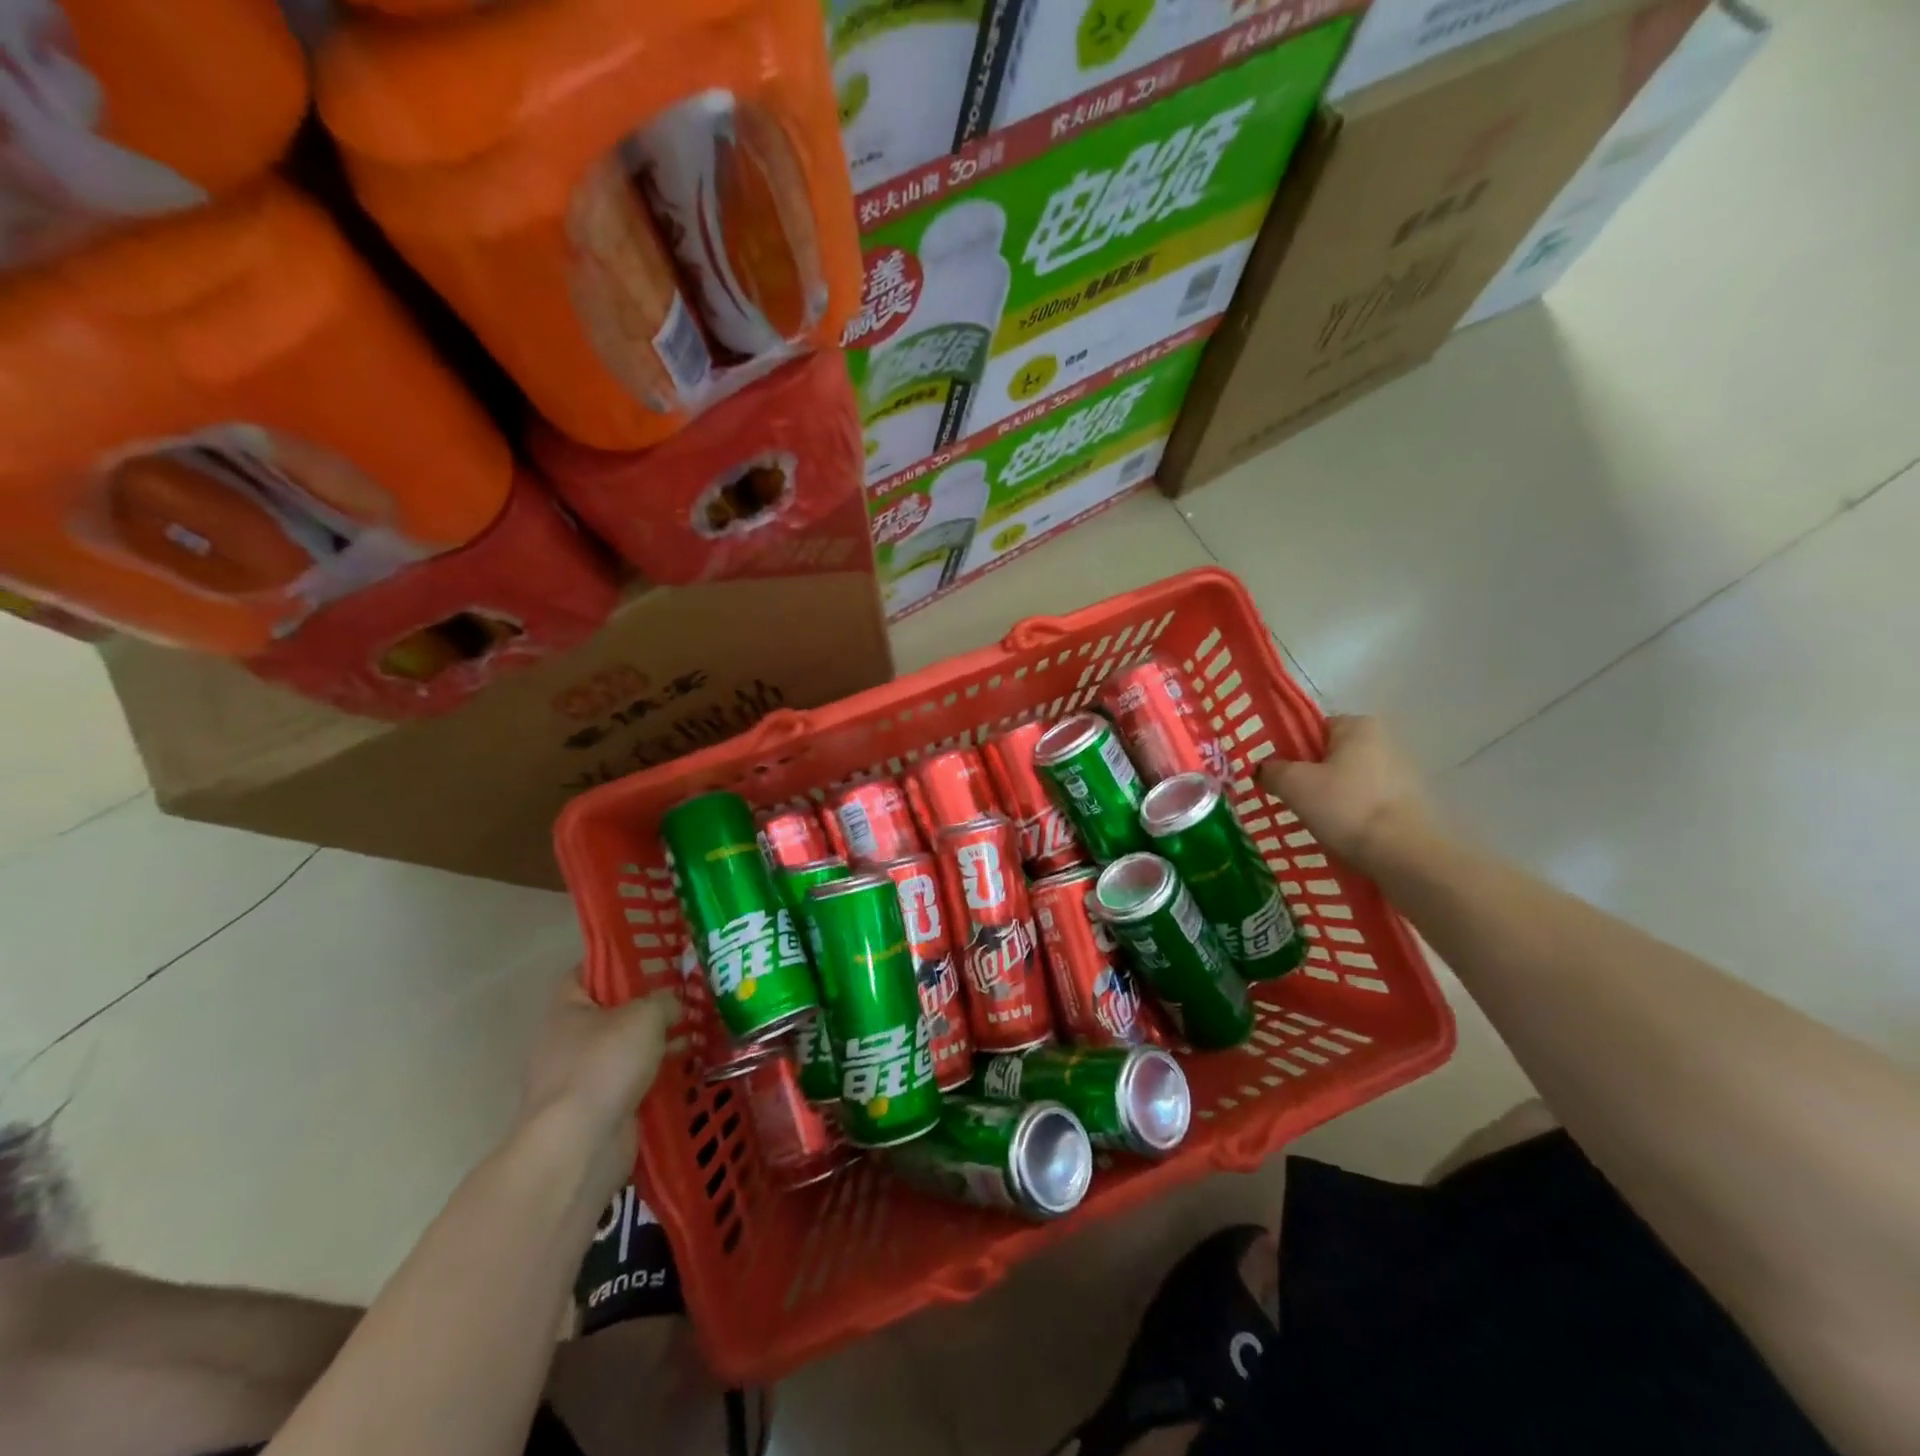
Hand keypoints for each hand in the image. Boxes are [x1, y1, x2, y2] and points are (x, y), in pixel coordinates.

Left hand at [518, 970, 680, 1197]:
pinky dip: (656, 1075)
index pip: (587, 971)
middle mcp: (566, 1040)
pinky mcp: (597, 1109)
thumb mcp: (644, 1016)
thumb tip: (674, 1005)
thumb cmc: (604, 1065)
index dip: (617, 961)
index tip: (654, 959)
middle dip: (647, 1005)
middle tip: (686, 994)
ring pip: (625, 1048)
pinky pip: (632, 1081)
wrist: (579, 1145)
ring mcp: (580, 1077)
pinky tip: (689, 1066)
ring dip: (656, 1043)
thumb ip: (664, 1001)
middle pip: (611, 1011)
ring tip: (698, 1029)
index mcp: (566, 1008)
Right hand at [1258, 715, 1435, 873]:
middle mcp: (1383, 742)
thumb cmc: (1345, 807)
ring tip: (1313, 820)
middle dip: (1308, 776)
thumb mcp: (1293, 784)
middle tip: (1290, 800)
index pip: (1312, 729)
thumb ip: (1271, 770)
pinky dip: (1348, 813)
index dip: (1290, 751)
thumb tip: (1264, 769)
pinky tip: (1338, 832)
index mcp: (1358, 726)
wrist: (1402, 855)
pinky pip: (1363, 801)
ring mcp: (1399, 773)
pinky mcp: (1406, 803)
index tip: (1278, 775)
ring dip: (1327, 797)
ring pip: (1345, 781)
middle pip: (1328, 755)